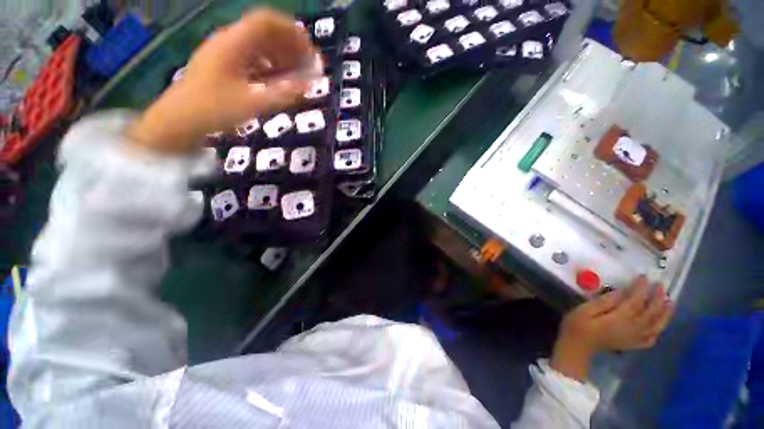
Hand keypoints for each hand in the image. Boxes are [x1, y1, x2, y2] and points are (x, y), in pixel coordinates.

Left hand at [128, 8, 317, 153]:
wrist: (179, 120)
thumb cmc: (214, 109)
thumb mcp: (253, 103)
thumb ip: (284, 93)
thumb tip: (309, 84)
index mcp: (233, 43)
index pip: (266, 22)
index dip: (290, 31)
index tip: (310, 49)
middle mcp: (229, 42)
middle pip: (264, 33)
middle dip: (290, 46)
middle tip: (309, 65)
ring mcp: (225, 54)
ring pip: (259, 47)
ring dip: (281, 57)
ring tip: (298, 74)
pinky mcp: (224, 67)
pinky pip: (252, 60)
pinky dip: (270, 67)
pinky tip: (279, 80)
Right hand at [550, 276, 673, 380]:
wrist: (577, 346)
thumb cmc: (578, 325)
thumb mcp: (585, 310)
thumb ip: (603, 302)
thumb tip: (620, 292)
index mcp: (619, 319)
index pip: (636, 301)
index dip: (642, 288)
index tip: (644, 277)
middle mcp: (632, 329)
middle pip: (650, 312)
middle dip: (657, 298)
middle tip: (660, 285)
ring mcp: (634, 338)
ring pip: (656, 325)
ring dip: (665, 313)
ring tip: (670, 302)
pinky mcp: (632, 344)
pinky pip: (651, 338)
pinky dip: (658, 330)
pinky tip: (659, 324)